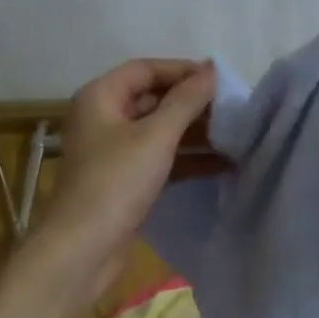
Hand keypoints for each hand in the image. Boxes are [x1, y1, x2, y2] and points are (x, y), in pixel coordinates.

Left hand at [33, 58, 217, 306]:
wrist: (84, 248)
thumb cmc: (116, 182)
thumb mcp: (156, 136)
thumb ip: (186, 101)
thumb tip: (212, 70)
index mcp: (100, 97)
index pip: (145, 69)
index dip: (182, 70)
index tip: (219, 80)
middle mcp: (103, 119)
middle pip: (152, 99)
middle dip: (191, 104)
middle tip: (232, 109)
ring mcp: (112, 152)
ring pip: (158, 132)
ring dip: (193, 134)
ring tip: (234, 136)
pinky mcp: (123, 181)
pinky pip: (158, 159)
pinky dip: (186, 159)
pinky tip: (221, 164)